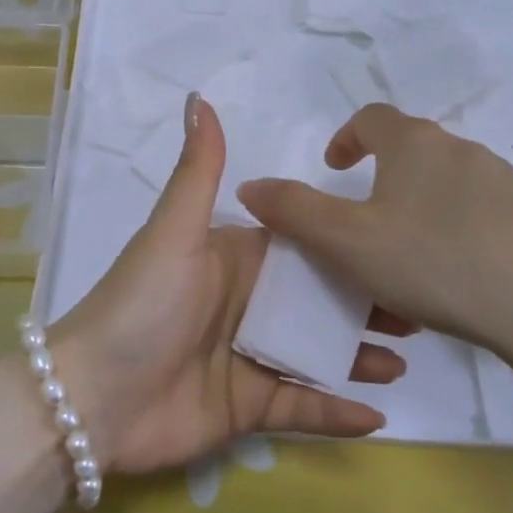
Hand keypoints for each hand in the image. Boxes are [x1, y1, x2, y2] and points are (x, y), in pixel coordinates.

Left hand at [51, 95, 405, 476]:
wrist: (94, 397)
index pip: (302, 245)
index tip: (394, 241)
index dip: (345, 242)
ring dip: (359, 354)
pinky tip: (376, 416)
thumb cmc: (143, 304)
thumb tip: (200, 96)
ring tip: (407, 355)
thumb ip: (199, 169)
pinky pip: (301, 407)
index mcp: (235, 259)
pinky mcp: (247, 407)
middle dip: (366, 300)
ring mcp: (249, 357)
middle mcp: (247, 304)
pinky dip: (335, 413)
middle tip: (418, 304)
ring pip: (317, 352)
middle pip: (318, 300)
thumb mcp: (175, 231)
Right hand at [236, 103, 512, 361]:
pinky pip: (478, 213)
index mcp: (414, 144)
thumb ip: (293, 211)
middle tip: (364, 220)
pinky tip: (453, 274)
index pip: (373, 118)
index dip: (346, 138)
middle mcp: (460, 149)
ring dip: (418, 205)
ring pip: (445, 183)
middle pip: (410, 149)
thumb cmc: (434, 262)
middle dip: (382, 176)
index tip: (334, 168)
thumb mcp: (347, 242)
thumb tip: (250, 186)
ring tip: (406, 255)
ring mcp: (504, 181)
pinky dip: (454, 230)